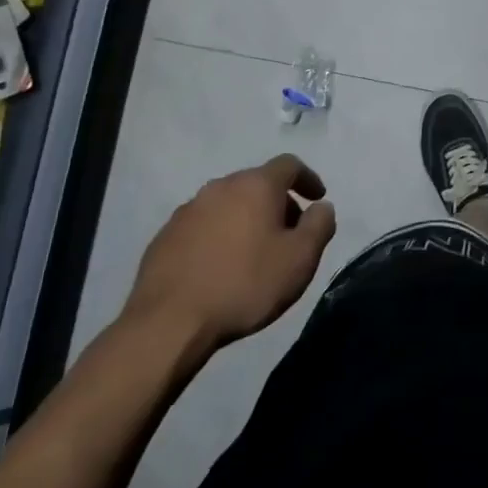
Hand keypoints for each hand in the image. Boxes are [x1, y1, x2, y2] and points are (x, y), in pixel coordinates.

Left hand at [120, 154, 336, 372]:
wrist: (169, 322)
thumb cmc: (245, 284)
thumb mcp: (300, 259)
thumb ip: (320, 225)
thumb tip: (322, 207)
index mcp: (255, 186)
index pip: (289, 165)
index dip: (308, 178)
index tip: (317, 199)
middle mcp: (220, 187)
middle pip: (257, 183)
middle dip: (278, 202)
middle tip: (289, 233)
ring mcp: (188, 210)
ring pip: (228, 204)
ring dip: (247, 219)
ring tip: (255, 252)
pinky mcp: (165, 235)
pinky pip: (203, 225)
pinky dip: (220, 235)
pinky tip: (221, 265)